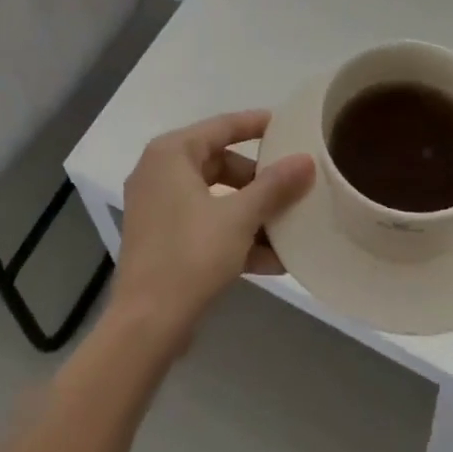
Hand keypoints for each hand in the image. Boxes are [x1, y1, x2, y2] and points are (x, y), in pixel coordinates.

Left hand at [110, 111, 314, 352]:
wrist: (145, 327)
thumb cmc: (190, 256)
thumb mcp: (239, 218)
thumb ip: (274, 186)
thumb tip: (307, 160)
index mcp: (171, 154)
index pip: (221, 126)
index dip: (255, 124)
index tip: (286, 125)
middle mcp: (159, 172)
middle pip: (219, 164)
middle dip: (258, 181)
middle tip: (291, 185)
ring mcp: (158, 208)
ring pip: (215, 198)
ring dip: (251, 214)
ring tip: (289, 226)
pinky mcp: (161, 240)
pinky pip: (205, 225)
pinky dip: (234, 236)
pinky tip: (272, 260)